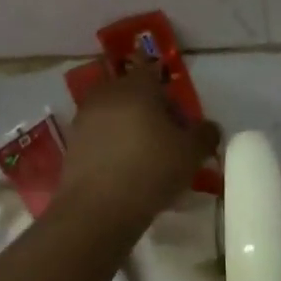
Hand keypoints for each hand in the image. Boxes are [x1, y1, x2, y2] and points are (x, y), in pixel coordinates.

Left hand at [54, 64, 220, 231]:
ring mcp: (85, 119)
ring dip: (130, 129)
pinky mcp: (72, 144)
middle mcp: (107, 94)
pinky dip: (113, 147)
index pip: (153, 71)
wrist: (98, 209)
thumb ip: (206, 134)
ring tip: (147, 157)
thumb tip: (208, 128)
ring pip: (115, 115)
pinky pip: (100, 137)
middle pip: (133, 93)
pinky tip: (126, 171)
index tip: (179, 118)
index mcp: (137, 86)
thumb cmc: (151, 169)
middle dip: (150, 111)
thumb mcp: (192, 153)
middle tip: (167, 138)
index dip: (169, 92)